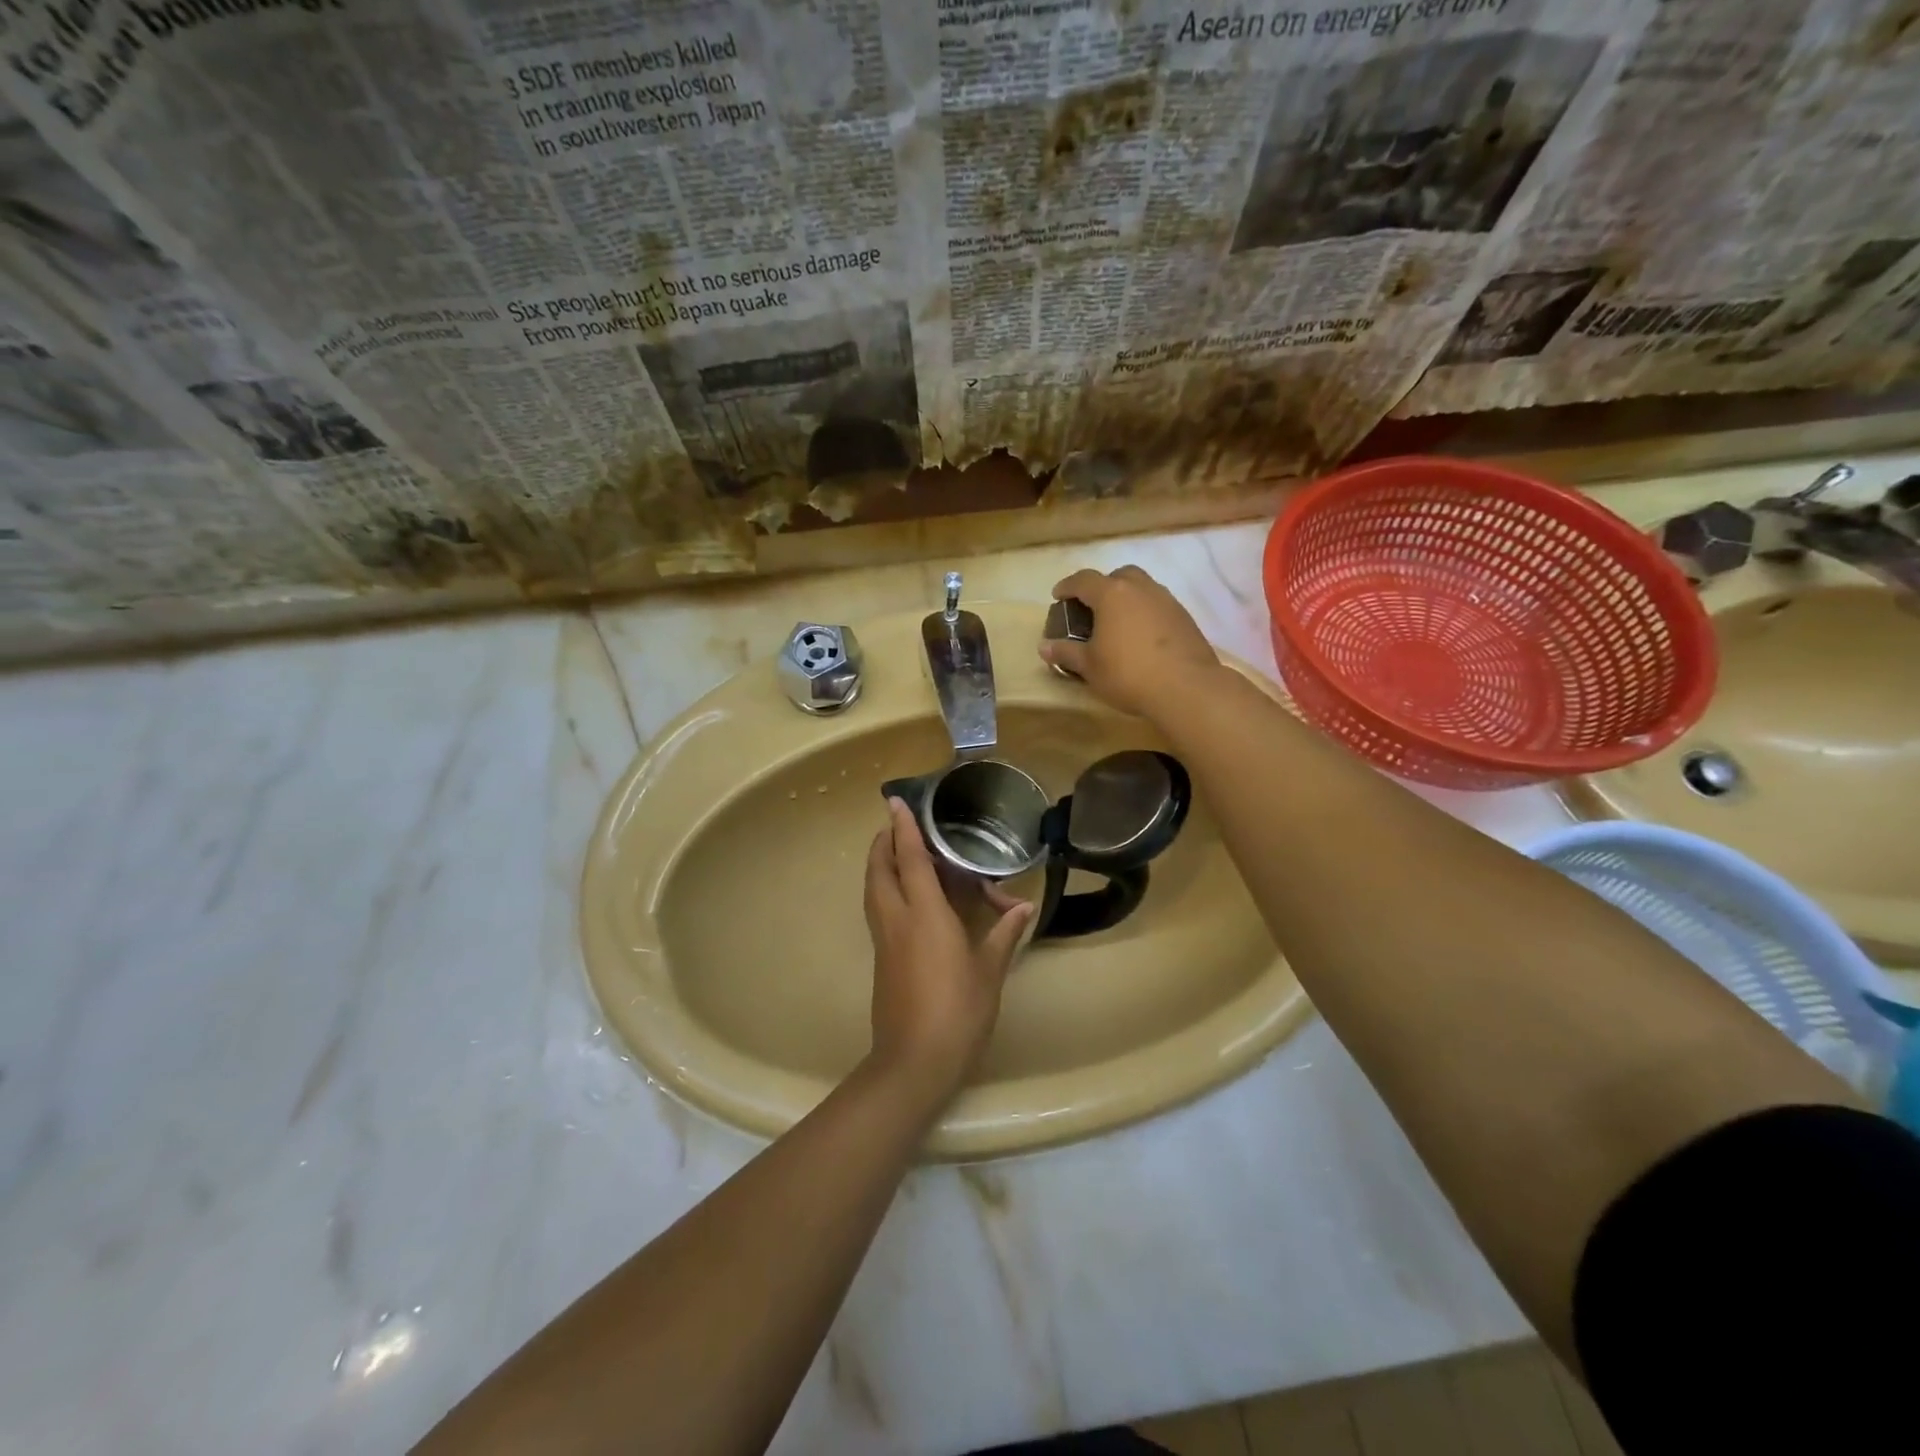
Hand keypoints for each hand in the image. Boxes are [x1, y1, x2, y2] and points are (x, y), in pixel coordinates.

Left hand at [863, 798, 1031, 1106]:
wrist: (914, 1061)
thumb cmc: (958, 1011)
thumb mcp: (989, 971)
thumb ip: (1003, 935)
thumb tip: (1023, 909)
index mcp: (925, 915)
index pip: (909, 859)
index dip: (903, 828)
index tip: (895, 802)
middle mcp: (897, 919)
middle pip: (880, 869)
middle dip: (883, 842)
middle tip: (897, 826)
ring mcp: (884, 939)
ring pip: (873, 889)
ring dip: (880, 864)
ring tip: (896, 852)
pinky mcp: (881, 958)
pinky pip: (878, 909)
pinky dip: (884, 889)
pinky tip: (904, 897)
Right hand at [1039, 565, 1220, 719]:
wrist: (1186, 687)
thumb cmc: (1128, 673)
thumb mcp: (1089, 667)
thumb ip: (1066, 653)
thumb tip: (1044, 647)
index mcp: (1112, 594)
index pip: (1083, 580)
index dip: (1067, 586)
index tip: (1058, 596)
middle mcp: (1140, 588)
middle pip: (1118, 576)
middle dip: (1102, 587)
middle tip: (1093, 608)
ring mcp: (1166, 600)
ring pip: (1142, 588)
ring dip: (1127, 599)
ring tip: (1118, 623)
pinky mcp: (1184, 617)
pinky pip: (1158, 605)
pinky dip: (1145, 613)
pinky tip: (1141, 637)